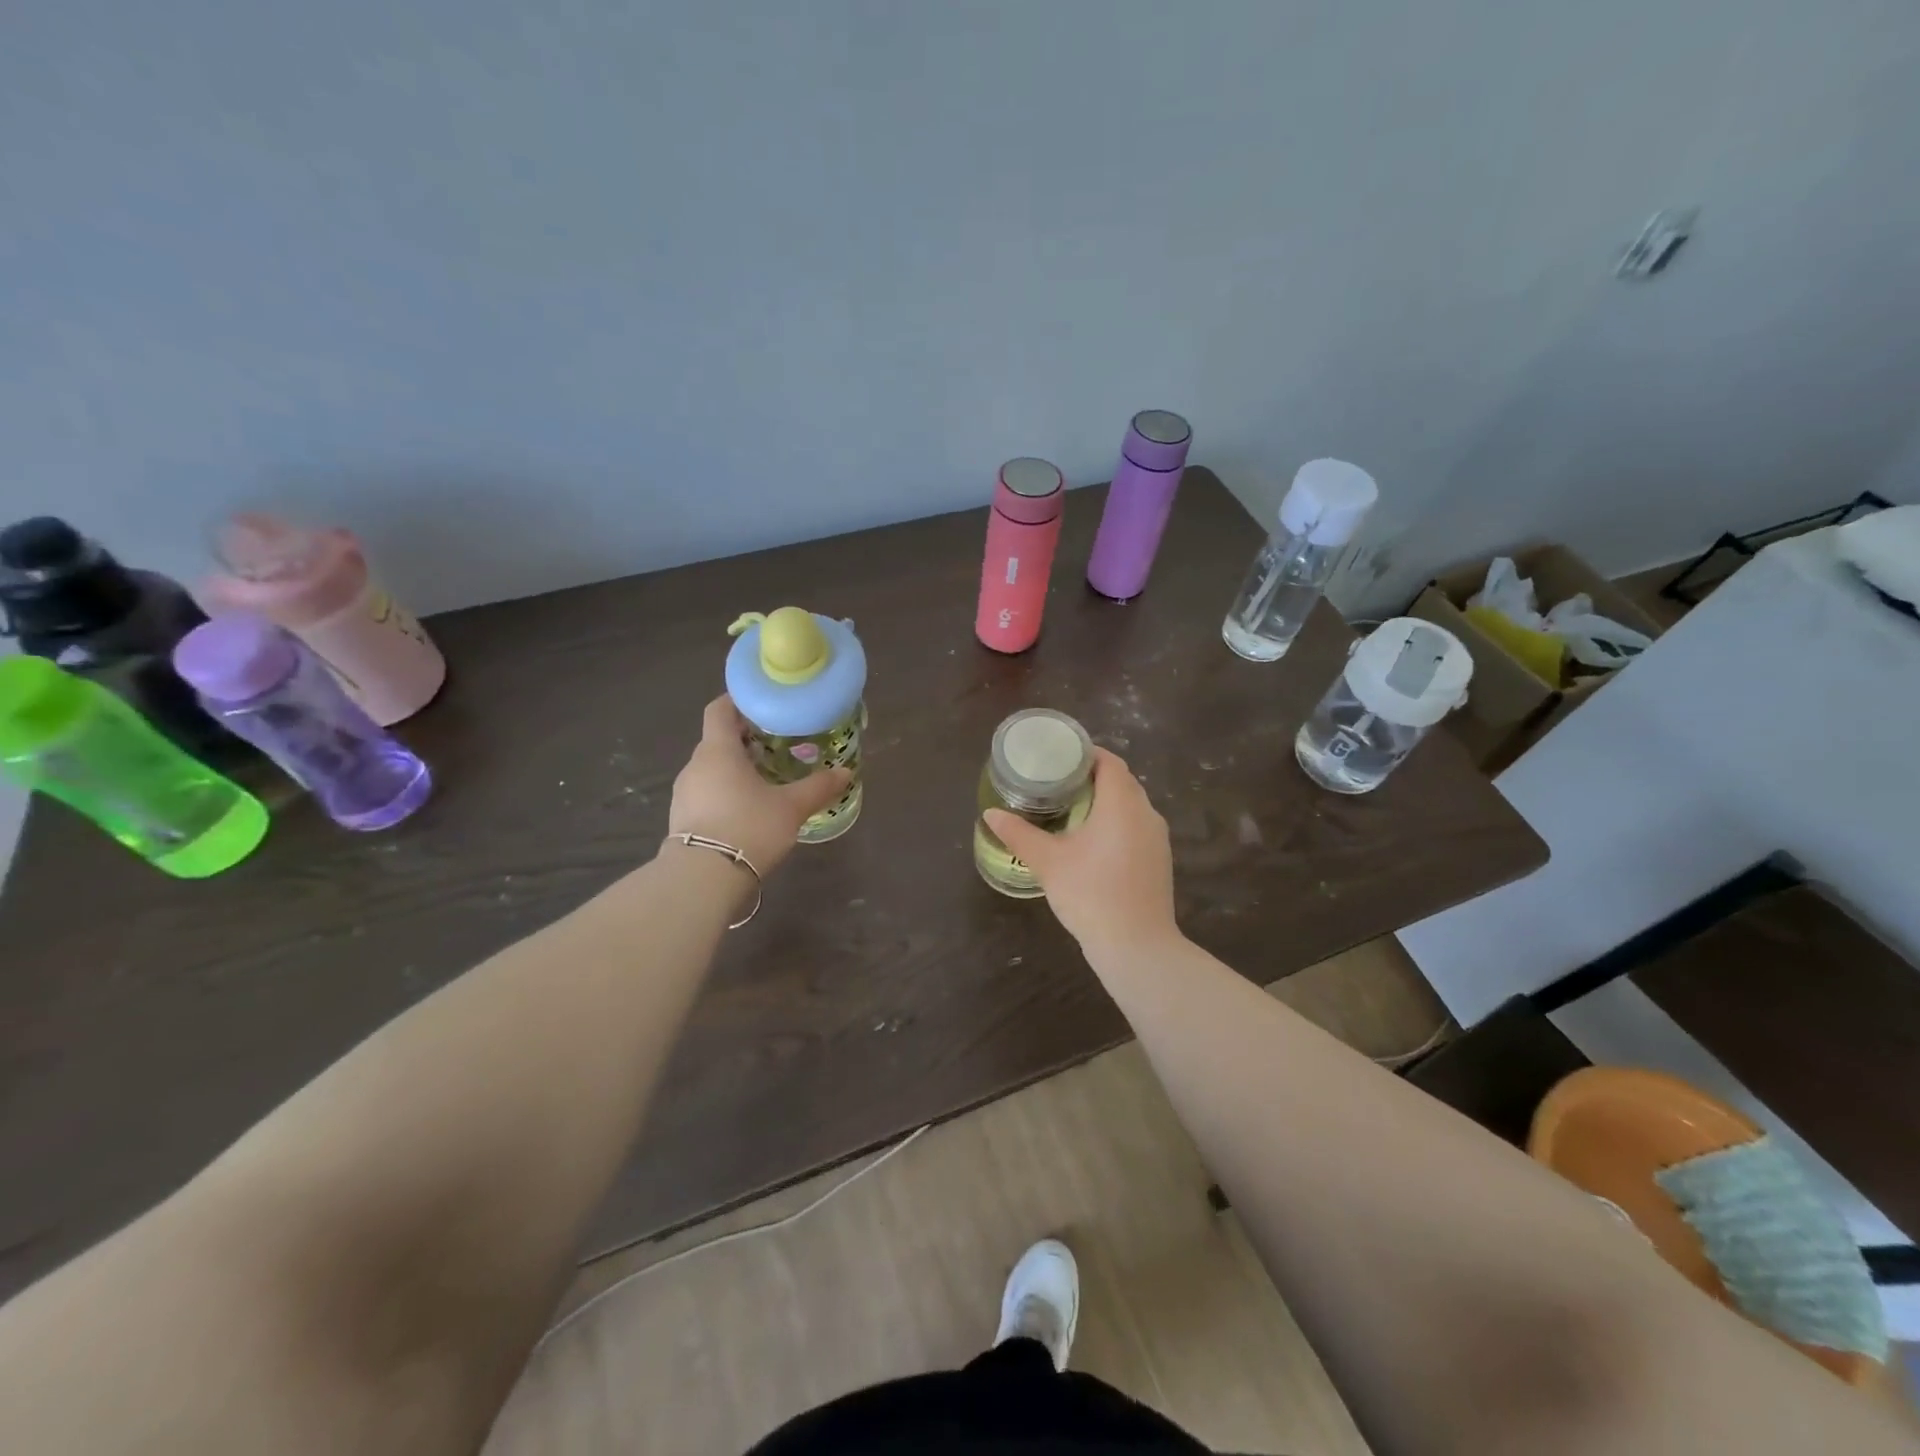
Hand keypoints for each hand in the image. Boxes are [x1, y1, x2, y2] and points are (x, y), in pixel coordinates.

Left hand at [667, 696, 851, 873]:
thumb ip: (818, 787)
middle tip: (776, 745)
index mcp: (718, 750)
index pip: (719, 709)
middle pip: (718, 739)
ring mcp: (684, 793)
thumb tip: (846, 772)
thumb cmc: (748, 827)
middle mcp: (695, 765)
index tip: (762, 705)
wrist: (702, 879)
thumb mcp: (791, 807)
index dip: (738, 701)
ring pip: (711, 768)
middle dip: (745, 739)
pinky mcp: (681, 818)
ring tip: (766, 779)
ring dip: (735, 768)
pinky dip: (725, 791)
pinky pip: (705, 793)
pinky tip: (747, 809)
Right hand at [982, 748, 1179, 957]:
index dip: (1085, 754)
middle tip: (1057, 783)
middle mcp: (1146, 813)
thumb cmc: (1091, 894)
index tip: (1058, 758)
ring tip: (1071, 809)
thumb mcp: (1048, 862)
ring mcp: (1157, 838)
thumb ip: (1019, 833)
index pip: (1109, 762)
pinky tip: (1093, 842)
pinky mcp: (1159, 860)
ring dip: (1105, 802)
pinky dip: (1116, 823)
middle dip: (1091, 777)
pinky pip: (1137, 827)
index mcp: (1122, 803)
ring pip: (1131, 806)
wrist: (1137, 946)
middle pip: (1121, 781)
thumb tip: (991, 814)